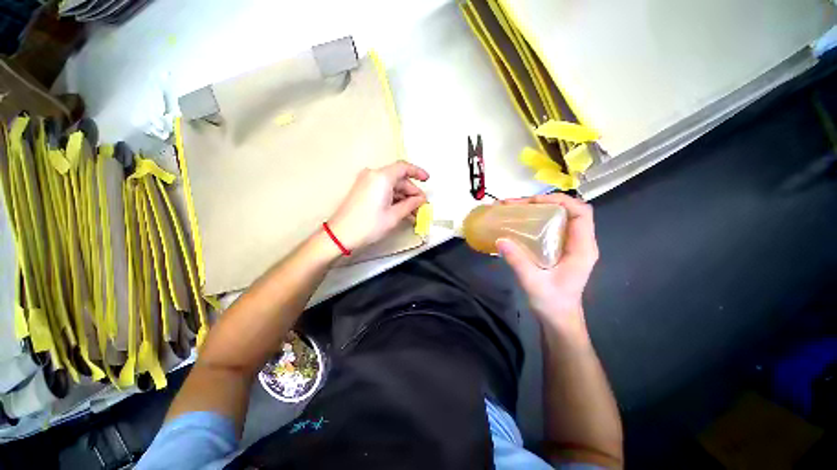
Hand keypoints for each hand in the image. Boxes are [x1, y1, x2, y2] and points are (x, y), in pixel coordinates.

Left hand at [328, 161, 428, 251]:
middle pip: (398, 179)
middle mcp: (373, 175)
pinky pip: (382, 190)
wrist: (341, 235)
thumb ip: (411, 204)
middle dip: (411, 192)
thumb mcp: (394, 216)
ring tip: (413, 213)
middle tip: (421, 206)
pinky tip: (402, 211)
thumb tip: (421, 200)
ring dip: (403, 197)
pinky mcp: (362, 190)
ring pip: (391, 186)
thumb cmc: (369, 225)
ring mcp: (366, 182)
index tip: (427, 180)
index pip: (403, 167)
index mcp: (382, 177)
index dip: (417, 172)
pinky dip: (393, 199)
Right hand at [496, 194, 598, 332]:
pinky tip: (520, 223)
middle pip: (568, 211)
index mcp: (582, 248)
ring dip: (538, 210)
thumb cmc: (552, 303)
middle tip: (516, 205)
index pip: (581, 213)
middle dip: (543, 202)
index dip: (560, 201)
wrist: (559, 319)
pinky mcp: (561, 249)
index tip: (533, 202)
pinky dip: (537, 220)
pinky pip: (552, 227)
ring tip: (514, 209)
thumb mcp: (533, 282)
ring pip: (560, 217)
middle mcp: (580, 243)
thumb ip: (518, 261)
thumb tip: (500, 239)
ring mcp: (571, 245)